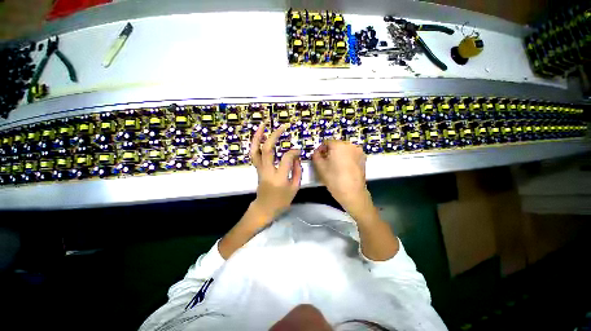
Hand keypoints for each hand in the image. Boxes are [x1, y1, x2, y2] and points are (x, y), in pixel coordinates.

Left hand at [250, 123, 301, 219]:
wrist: (265, 208)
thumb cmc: (282, 200)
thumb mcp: (295, 187)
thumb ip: (297, 170)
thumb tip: (296, 156)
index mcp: (279, 178)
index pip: (286, 158)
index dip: (294, 152)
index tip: (298, 150)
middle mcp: (267, 171)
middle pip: (267, 149)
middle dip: (275, 135)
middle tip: (283, 126)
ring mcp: (260, 169)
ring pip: (255, 150)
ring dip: (258, 136)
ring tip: (263, 124)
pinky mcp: (257, 168)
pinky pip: (254, 154)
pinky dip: (255, 143)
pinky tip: (260, 136)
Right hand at [311, 140, 372, 218]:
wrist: (352, 193)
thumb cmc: (333, 178)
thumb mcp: (319, 167)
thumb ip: (315, 155)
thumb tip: (317, 152)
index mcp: (339, 145)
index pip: (326, 142)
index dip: (320, 149)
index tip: (318, 158)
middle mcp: (350, 145)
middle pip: (336, 145)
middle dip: (329, 152)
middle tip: (325, 162)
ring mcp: (358, 151)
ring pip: (344, 150)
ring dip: (338, 155)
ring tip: (334, 166)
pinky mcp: (363, 159)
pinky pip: (351, 155)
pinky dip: (346, 158)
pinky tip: (343, 168)